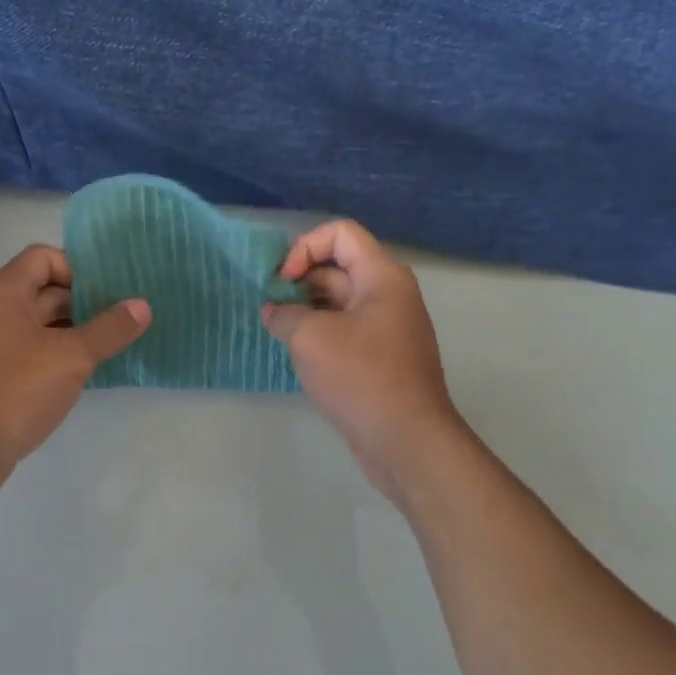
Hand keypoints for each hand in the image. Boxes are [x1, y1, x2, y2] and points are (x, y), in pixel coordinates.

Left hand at [0, 245, 149, 497]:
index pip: (44, 257)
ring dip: (74, 331)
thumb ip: (109, 329)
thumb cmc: (16, 390)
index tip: (110, 292)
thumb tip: (142, 306)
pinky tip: (86, 372)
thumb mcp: (72, 357)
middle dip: (84, 301)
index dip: (78, 268)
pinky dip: (59, 355)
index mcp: (4, 293)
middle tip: (123, 317)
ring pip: (40, 325)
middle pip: (43, 290)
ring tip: (112, 344)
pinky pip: (32, 352)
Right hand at [263, 219, 465, 504]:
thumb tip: (274, 311)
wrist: (405, 440)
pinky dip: (319, 333)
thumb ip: (284, 314)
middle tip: (270, 307)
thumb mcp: (310, 338)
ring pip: (339, 302)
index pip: (340, 234)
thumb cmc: (360, 377)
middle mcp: (389, 295)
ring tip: (277, 329)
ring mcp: (387, 328)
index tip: (283, 281)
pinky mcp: (380, 358)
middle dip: (299, 280)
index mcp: (382, 277)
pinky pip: (345, 331)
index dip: (305, 248)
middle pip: (338, 267)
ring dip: (305, 309)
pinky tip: (295, 352)